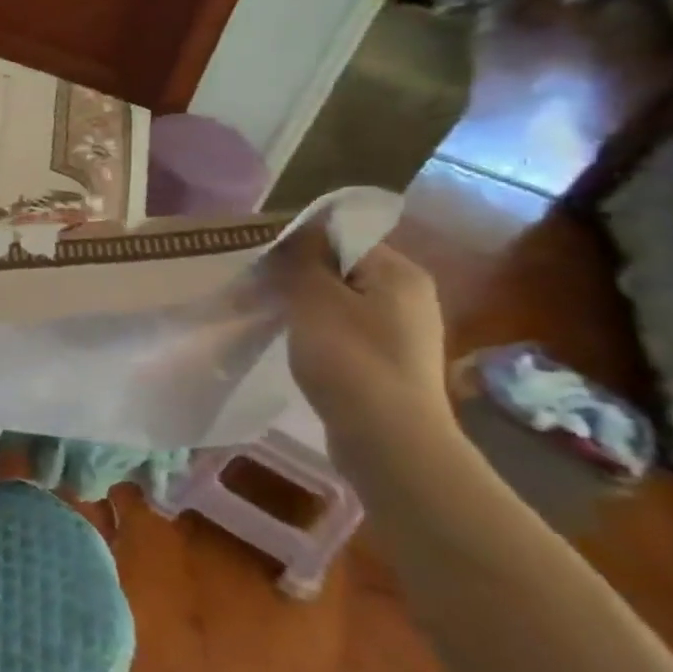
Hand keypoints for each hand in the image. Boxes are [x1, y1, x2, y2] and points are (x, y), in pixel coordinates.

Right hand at [273, 225, 453, 452]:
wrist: (389, 442)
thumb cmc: (350, 360)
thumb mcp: (314, 298)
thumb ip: (303, 258)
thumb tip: (301, 229)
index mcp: (400, 272)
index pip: (343, 237)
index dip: (300, 244)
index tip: (263, 260)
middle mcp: (410, 296)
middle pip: (343, 269)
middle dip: (301, 276)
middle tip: (261, 287)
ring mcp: (404, 333)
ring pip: (343, 303)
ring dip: (308, 307)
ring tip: (273, 317)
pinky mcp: (391, 364)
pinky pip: (348, 333)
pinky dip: (321, 335)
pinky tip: (299, 348)